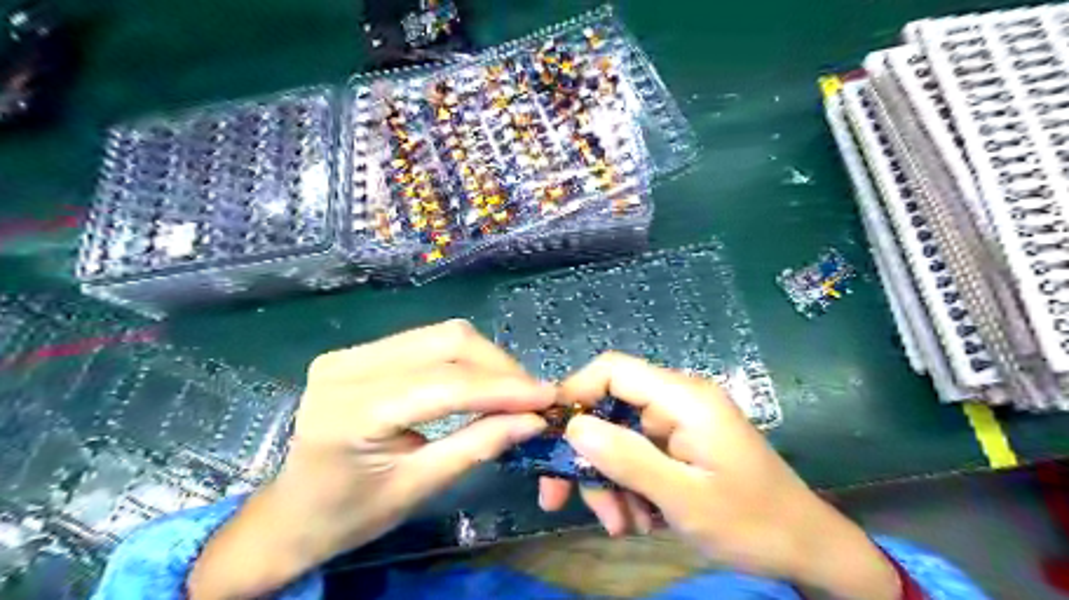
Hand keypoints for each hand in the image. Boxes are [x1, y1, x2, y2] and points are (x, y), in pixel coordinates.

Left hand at [190, 322, 554, 596]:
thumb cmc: (350, 514)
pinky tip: (480, 381)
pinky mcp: (359, 350)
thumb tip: (533, 420)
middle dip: (499, 367)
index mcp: (351, 412)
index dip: (503, 388)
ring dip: (486, 359)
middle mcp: (347, 366)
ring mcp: (350, 352)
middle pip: (446, 342)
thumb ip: (479, 446)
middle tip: (532, 396)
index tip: (549, 397)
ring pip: (441, 334)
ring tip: (511, 390)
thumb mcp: (419, 488)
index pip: (444, 384)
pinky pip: (427, 341)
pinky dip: (463, 358)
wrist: (292, 512)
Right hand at [538, 353, 895, 597]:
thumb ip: (628, 459)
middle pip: (609, 409)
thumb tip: (573, 426)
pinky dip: (628, 487)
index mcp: (683, 398)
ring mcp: (678, 424)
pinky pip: (637, 456)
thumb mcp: (684, 498)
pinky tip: (639, 521)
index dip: (574, 390)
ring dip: (609, 481)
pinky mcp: (679, 445)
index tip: (547, 432)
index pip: (613, 369)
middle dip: (588, 455)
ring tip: (620, 525)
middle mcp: (677, 401)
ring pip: (618, 439)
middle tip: (561, 500)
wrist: (806, 547)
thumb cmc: (751, 522)